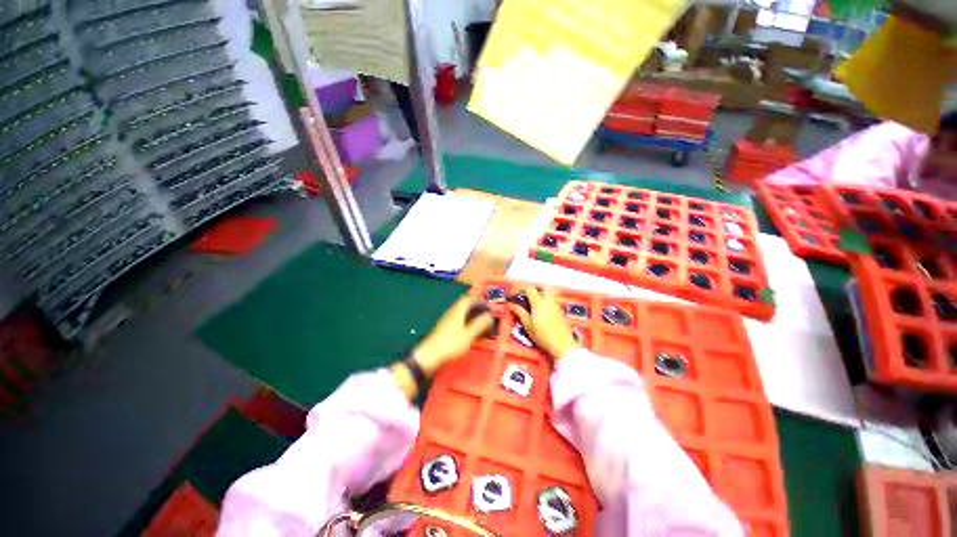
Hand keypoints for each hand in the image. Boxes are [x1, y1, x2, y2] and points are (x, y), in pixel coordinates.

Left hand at [413, 294, 494, 376]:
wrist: (430, 356)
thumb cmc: (451, 343)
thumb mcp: (468, 335)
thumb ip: (479, 324)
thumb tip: (489, 315)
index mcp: (457, 311)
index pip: (467, 299)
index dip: (477, 299)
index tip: (486, 304)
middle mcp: (451, 313)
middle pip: (463, 305)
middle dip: (475, 308)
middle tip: (485, 314)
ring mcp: (446, 321)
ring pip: (460, 313)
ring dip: (470, 315)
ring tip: (480, 322)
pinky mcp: (444, 329)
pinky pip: (457, 321)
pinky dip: (464, 323)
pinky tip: (469, 331)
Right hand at [508, 286, 579, 361]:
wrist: (562, 344)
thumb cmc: (542, 335)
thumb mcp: (527, 325)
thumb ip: (520, 312)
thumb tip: (511, 304)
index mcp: (538, 302)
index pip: (529, 288)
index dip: (521, 289)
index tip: (516, 295)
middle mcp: (548, 300)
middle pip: (544, 286)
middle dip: (536, 288)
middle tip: (529, 295)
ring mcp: (556, 305)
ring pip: (550, 292)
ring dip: (542, 293)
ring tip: (534, 303)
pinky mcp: (561, 311)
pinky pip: (553, 300)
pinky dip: (547, 301)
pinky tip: (542, 310)